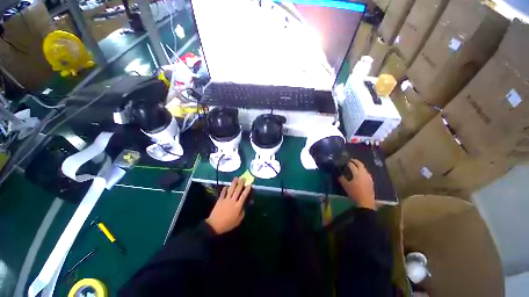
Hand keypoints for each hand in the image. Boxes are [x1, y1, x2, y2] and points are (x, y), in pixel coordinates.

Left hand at [206, 177, 250, 234]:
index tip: (249, 185)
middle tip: (243, 178)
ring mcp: (226, 199)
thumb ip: (243, 212)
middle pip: (237, 190)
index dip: (247, 190)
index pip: (244, 196)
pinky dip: (225, 189)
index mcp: (238, 206)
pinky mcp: (220, 200)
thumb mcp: (238, 220)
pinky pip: (223, 192)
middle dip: (241, 183)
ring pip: (231, 189)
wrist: (215, 225)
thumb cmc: (228, 224)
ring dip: (234, 183)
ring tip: (236, 178)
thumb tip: (246, 205)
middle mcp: (233, 200)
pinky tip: (227, 186)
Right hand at [338, 159, 375, 209]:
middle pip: (360, 164)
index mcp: (357, 173)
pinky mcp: (371, 181)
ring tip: (355, 166)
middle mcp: (364, 173)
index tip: (344, 161)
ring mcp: (368, 177)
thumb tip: (339, 173)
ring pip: (364, 168)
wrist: (366, 202)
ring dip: (359, 165)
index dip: (347, 162)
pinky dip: (362, 170)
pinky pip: (366, 172)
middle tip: (350, 160)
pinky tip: (360, 173)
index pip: (351, 165)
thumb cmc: (354, 193)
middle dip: (355, 161)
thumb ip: (342, 178)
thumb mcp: (346, 186)